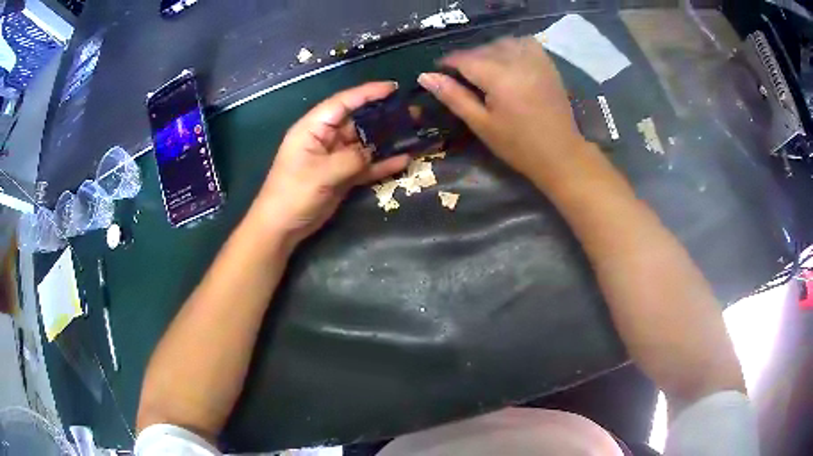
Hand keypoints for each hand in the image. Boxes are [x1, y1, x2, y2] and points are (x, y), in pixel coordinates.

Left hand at [249, 82, 409, 244]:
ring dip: (387, 140)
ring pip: (365, 143)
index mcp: (314, 128)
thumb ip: (351, 159)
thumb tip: (372, 152)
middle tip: (412, 112)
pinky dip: (382, 164)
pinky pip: (366, 166)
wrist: (282, 227)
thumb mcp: (322, 173)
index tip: (393, 88)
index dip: (367, 93)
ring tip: (414, 132)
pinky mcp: (342, 176)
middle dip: (383, 116)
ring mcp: (335, 158)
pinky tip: (404, 159)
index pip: (343, 103)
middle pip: (358, 121)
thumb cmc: (293, 193)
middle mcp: (326, 138)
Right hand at [418, 37, 588, 181]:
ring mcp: (536, 60)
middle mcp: (517, 61)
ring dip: (488, 51)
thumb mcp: (481, 124)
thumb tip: (425, 76)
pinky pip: (524, 43)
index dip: (447, 63)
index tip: (438, 73)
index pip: (464, 58)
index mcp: (499, 77)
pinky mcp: (547, 64)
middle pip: (482, 49)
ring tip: (485, 70)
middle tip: (461, 79)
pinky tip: (507, 61)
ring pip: (502, 43)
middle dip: (467, 60)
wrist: (561, 154)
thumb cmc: (518, 146)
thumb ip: (453, 96)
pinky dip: (511, 47)